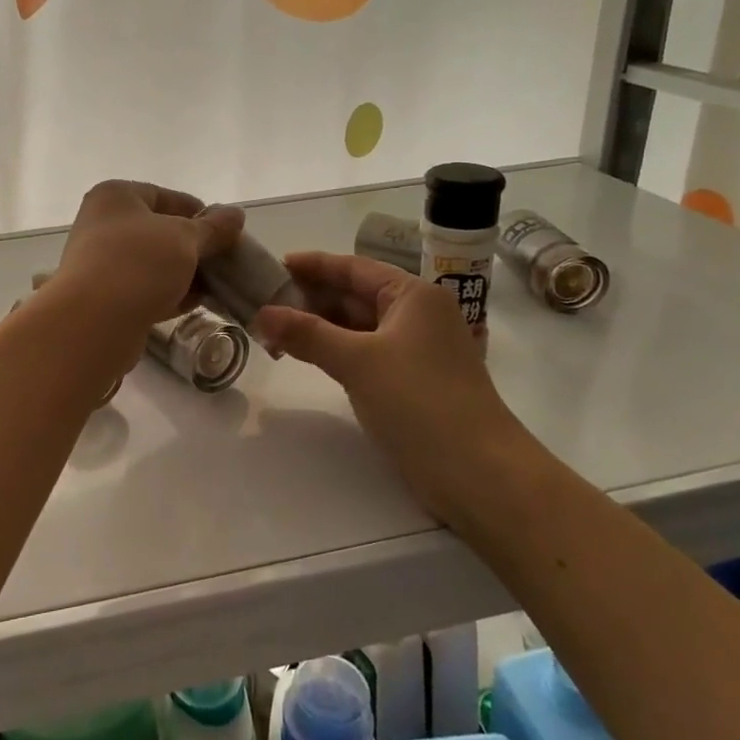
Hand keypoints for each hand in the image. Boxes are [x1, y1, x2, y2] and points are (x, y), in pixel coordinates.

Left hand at [50, 181, 243, 335]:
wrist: (93, 323)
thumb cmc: (139, 264)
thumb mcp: (185, 239)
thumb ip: (214, 227)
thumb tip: (236, 214)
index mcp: (116, 196)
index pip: (166, 196)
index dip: (200, 212)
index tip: (227, 233)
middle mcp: (102, 224)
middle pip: (160, 231)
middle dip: (195, 247)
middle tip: (226, 262)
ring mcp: (100, 262)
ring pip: (153, 263)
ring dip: (184, 273)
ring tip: (218, 285)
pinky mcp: (104, 298)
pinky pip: (144, 289)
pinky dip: (169, 293)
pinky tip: (196, 303)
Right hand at [254, 252, 522, 521]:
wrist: (479, 473)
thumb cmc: (420, 402)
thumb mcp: (358, 361)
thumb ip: (307, 334)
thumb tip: (261, 314)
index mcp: (412, 295)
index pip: (352, 268)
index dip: (311, 266)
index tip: (272, 266)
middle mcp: (416, 315)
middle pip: (353, 295)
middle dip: (308, 299)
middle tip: (261, 304)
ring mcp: (414, 350)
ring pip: (356, 327)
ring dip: (317, 328)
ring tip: (272, 332)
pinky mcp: (410, 382)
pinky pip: (363, 354)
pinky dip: (333, 352)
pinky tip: (305, 356)